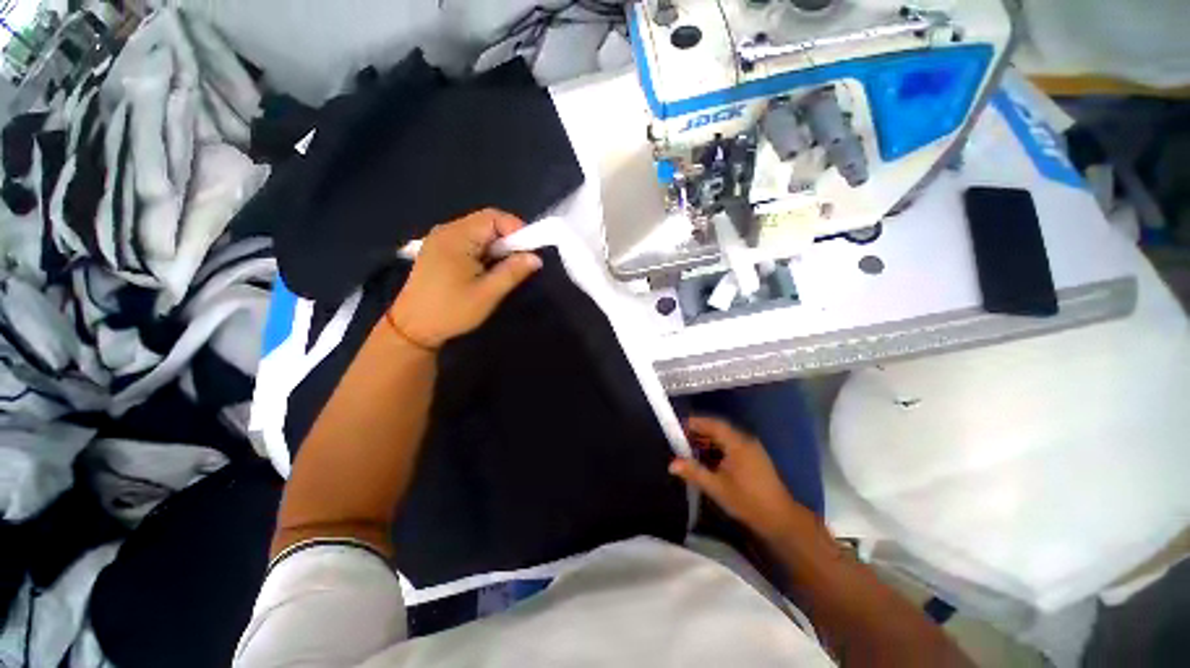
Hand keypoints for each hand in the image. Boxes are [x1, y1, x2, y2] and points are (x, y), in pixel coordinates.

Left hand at [387, 209, 540, 349]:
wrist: (412, 328)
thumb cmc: (451, 311)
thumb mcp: (487, 294)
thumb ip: (513, 272)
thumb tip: (536, 258)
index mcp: (456, 237)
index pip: (493, 218)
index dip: (516, 229)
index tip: (530, 251)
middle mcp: (446, 231)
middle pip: (485, 222)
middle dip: (508, 239)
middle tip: (520, 262)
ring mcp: (440, 239)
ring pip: (478, 232)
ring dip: (497, 246)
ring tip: (505, 268)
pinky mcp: (438, 250)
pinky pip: (468, 241)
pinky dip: (484, 250)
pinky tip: (487, 269)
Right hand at [670, 416, 812, 540]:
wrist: (780, 519)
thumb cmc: (747, 501)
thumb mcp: (717, 487)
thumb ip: (693, 472)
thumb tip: (671, 464)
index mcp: (738, 443)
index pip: (713, 424)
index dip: (695, 423)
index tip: (678, 427)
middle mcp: (745, 441)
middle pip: (718, 429)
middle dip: (699, 432)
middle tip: (680, 439)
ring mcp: (751, 449)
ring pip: (724, 438)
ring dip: (707, 441)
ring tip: (690, 450)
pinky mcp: (753, 458)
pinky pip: (731, 446)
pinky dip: (717, 449)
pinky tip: (707, 459)